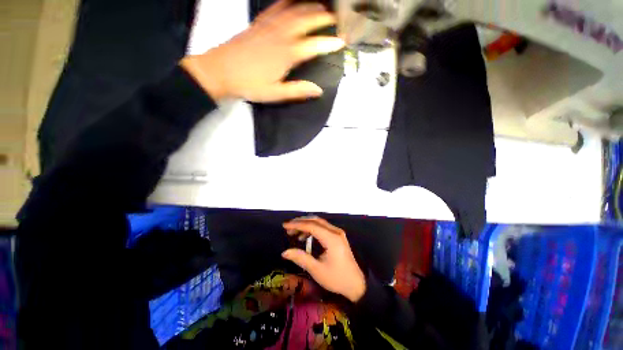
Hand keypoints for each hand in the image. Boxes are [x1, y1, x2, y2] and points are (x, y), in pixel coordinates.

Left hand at [181, 0, 344, 101]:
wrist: (221, 71)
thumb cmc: (250, 85)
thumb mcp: (276, 93)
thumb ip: (298, 91)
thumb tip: (319, 90)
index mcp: (286, 54)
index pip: (314, 46)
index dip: (329, 43)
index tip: (342, 42)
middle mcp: (281, 35)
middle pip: (306, 20)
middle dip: (323, 18)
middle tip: (336, 18)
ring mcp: (269, 26)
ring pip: (294, 9)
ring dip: (309, 5)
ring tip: (321, 5)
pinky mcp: (259, 23)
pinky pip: (277, 6)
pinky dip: (288, 1)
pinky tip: (294, 0)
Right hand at [281, 216, 365, 302]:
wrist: (357, 284)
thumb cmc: (337, 278)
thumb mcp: (317, 270)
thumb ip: (301, 258)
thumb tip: (285, 252)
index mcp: (331, 238)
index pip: (312, 226)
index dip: (297, 224)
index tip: (284, 226)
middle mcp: (335, 231)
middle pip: (315, 221)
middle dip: (300, 222)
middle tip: (288, 227)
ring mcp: (338, 233)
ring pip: (319, 223)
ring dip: (306, 225)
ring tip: (293, 232)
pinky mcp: (338, 236)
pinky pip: (323, 227)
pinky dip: (312, 229)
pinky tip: (304, 237)